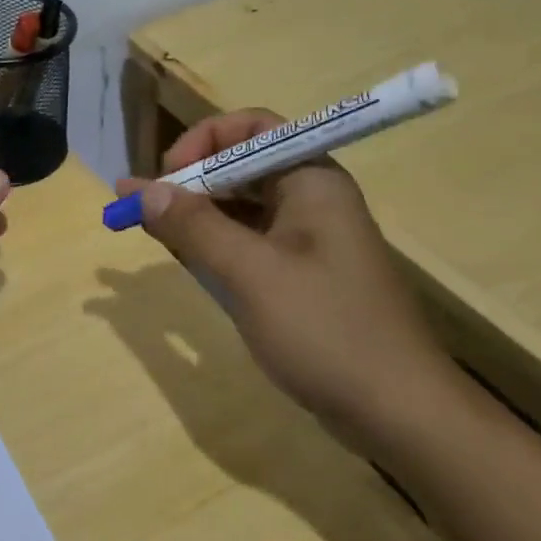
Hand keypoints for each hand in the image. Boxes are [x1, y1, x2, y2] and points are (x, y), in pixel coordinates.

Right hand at [118, 111, 453, 446]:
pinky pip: (251, 240)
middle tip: (148, 209)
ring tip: (155, 230)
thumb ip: (193, 226)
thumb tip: (139, 188)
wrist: (400, 413)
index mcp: (312, 180)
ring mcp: (310, 238)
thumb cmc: (326, 330)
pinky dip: (216, 242)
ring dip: (199, 212)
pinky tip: (189, 258)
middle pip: (243, 163)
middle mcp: (312, 198)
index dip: (203, 141)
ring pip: (244, 205)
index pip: (253, 127)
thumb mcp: (251, 273)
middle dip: (192, 178)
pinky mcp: (304, 274)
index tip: (166, 177)